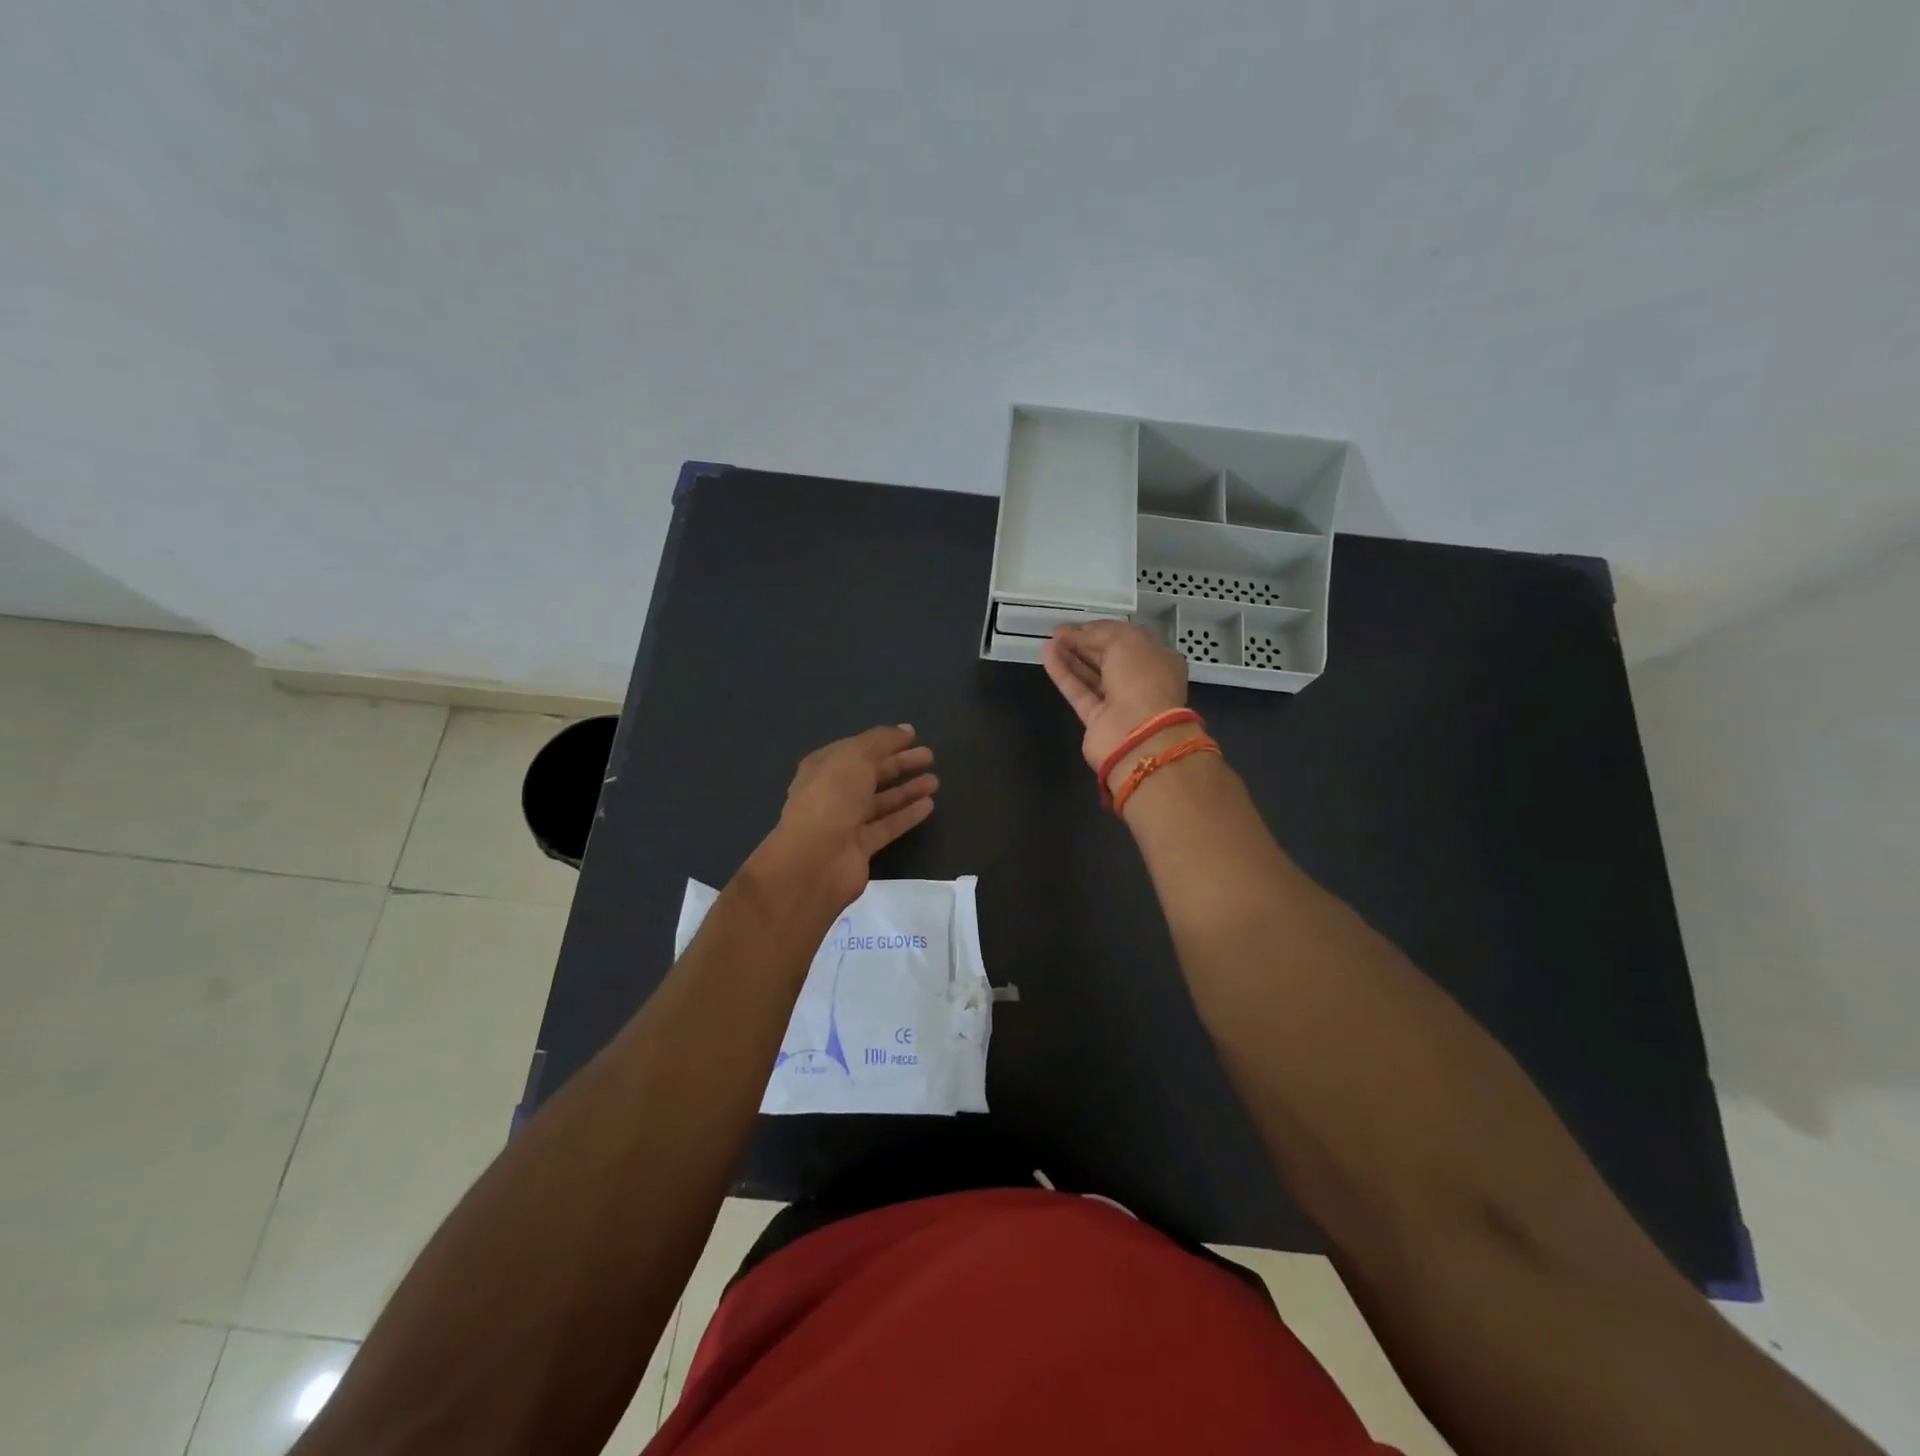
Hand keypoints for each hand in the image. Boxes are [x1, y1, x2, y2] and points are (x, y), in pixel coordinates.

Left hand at [764, 725, 937, 909]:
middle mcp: (832, 793)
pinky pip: (888, 825)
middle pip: (870, 774)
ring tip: (935, 780)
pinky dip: (907, 814)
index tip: (912, 735)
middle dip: (899, 763)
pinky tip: (929, 805)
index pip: (857, 749)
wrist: (816, 859)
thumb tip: (904, 729)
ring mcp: (846, 822)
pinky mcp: (861, 847)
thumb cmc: (832, 798)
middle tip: (929, 756)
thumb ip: (880, 741)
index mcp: (823, 767)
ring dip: (906, 789)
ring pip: (881, 801)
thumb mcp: (855, 757)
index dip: (883, 741)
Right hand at [1042, 621, 1189, 775]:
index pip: (1128, 640)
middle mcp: (1141, 681)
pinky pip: (1078, 691)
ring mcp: (1119, 703)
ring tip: (1050, 640)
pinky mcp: (1097, 719)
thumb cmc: (1142, 678)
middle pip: (1108, 658)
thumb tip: (1075, 632)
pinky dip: (1063, 673)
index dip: (1103, 630)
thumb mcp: (1124, 641)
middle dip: (1084, 643)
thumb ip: (1098, 632)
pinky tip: (1048, 654)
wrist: (1139, 733)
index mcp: (1158, 659)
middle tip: (1058, 631)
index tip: (1078, 624)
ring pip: (1091, 675)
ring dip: (1071, 656)